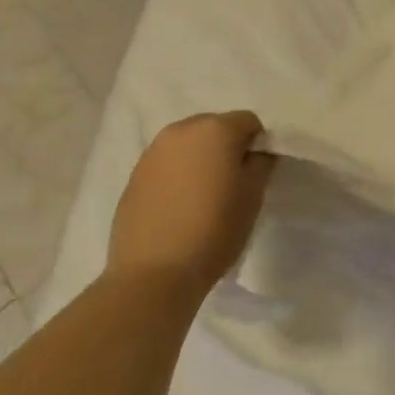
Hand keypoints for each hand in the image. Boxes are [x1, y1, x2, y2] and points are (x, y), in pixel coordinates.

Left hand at [107, 111, 274, 300]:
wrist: (154, 272)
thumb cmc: (214, 229)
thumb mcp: (253, 196)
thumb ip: (261, 163)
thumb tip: (256, 151)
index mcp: (214, 129)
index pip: (248, 121)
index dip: (257, 144)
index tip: (256, 173)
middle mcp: (180, 130)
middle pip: (214, 127)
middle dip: (227, 148)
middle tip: (232, 183)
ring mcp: (152, 152)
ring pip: (188, 145)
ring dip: (200, 160)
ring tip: (203, 196)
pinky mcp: (133, 176)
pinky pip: (166, 164)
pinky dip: (178, 175)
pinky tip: (180, 206)